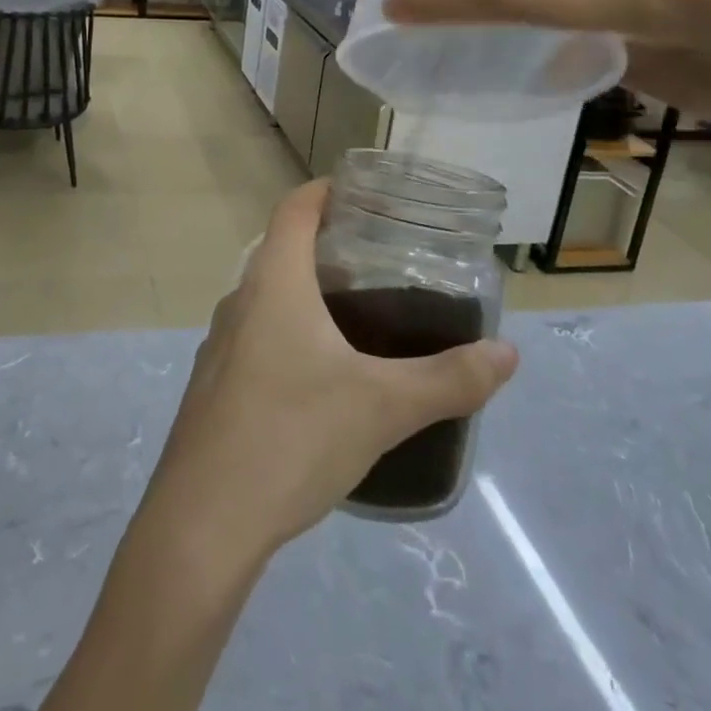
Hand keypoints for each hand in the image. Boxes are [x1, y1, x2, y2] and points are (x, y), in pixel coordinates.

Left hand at [137, 180, 517, 570]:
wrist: (202, 521)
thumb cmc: (291, 438)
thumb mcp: (381, 407)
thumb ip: (448, 379)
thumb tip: (508, 354)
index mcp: (273, 283)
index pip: (295, 207)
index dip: (328, 189)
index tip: (367, 193)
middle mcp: (240, 300)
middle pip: (282, 248)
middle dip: (329, 244)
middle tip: (383, 259)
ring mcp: (220, 344)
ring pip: (268, 296)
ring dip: (309, 291)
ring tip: (361, 315)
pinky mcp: (214, 384)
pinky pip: (257, 335)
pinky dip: (290, 331)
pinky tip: (320, 374)